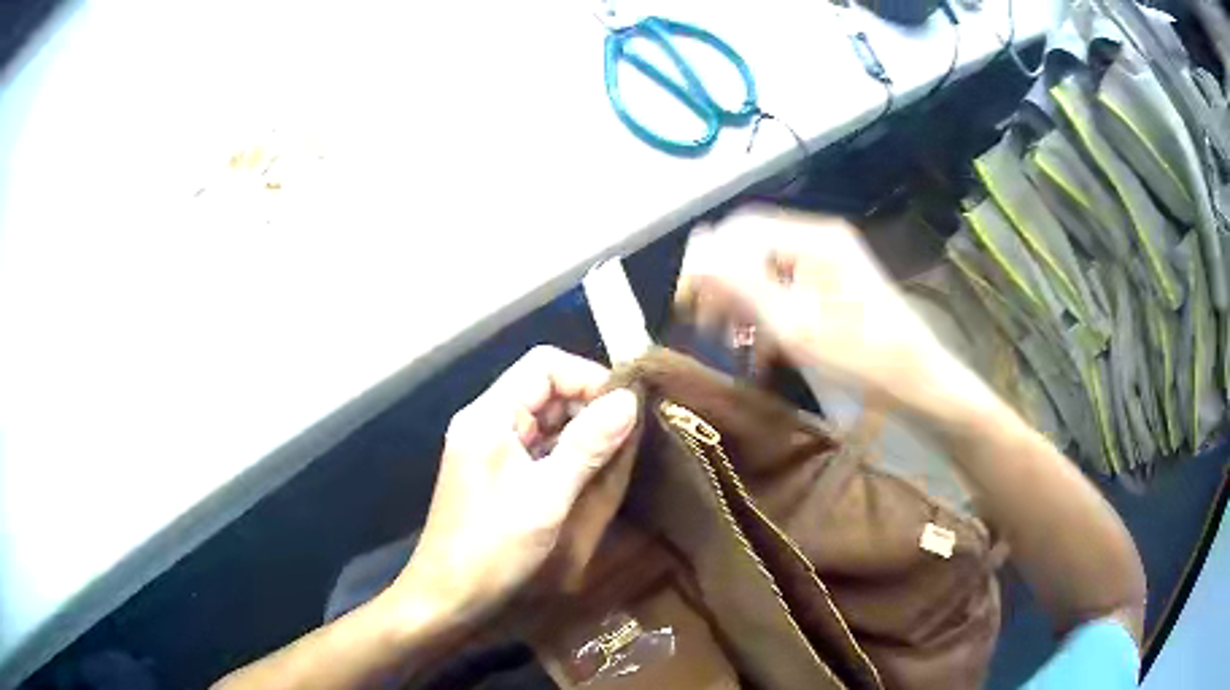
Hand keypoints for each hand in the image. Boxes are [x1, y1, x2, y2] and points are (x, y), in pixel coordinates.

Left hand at [390, 346, 637, 627]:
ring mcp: (489, 447)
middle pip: (544, 387)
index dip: (588, 377)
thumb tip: (629, 400)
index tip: (625, 409)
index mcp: (489, 416)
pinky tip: (591, 472)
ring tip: (616, 454)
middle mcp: (486, 421)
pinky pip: (537, 445)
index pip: (544, 365)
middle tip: (628, 436)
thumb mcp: (546, 497)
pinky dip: (567, 451)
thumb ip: (587, 446)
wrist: (446, 596)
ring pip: (544, 417)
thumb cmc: (492, 548)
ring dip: (581, 430)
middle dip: (588, 404)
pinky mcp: (496, 471)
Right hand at [676, 206, 947, 395]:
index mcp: (812, 239)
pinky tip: (763, 349)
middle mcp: (821, 239)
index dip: (705, 262)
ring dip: (745, 304)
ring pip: (769, 271)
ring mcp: (832, 261)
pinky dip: (771, 314)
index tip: (685, 302)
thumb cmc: (861, 357)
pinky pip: (790, 288)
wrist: (919, 382)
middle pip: (754, 248)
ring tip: (733, 344)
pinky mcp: (838, 284)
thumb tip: (696, 256)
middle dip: (724, 286)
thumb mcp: (795, 326)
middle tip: (707, 327)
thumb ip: (741, 286)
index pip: (740, 231)